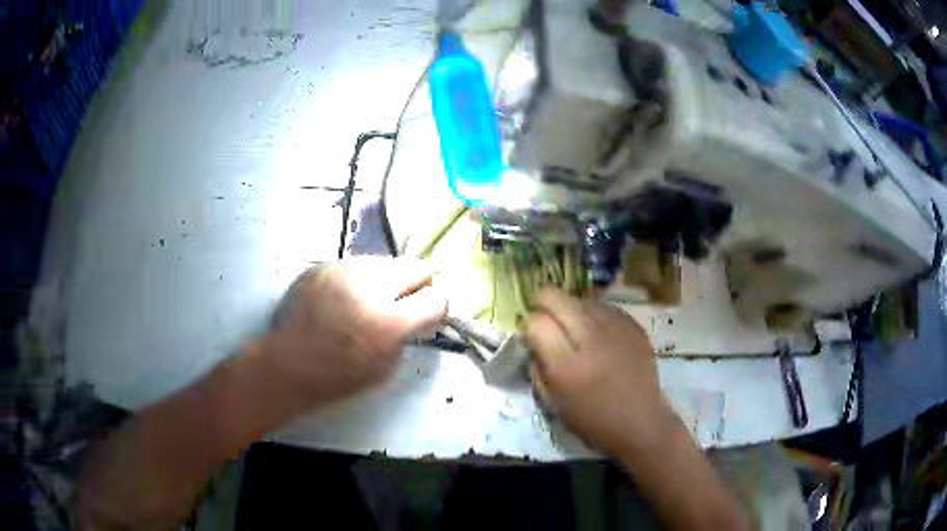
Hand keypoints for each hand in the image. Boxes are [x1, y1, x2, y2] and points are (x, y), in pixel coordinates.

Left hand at [245, 258, 446, 412]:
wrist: (287, 364)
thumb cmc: (336, 377)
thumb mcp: (384, 368)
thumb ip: (406, 336)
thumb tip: (415, 316)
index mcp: (388, 322)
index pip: (437, 299)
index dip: (436, 309)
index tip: (427, 317)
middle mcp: (369, 287)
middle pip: (416, 267)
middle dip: (416, 286)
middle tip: (403, 304)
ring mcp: (343, 270)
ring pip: (385, 262)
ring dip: (385, 281)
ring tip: (366, 302)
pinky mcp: (324, 266)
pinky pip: (356, 265)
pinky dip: (358, 281)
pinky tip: (342, 300)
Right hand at [524, 288, 675, 457]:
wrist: (640, 423)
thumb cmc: (592, 420)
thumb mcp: (552, 403)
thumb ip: (538, 369)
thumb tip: (534, 343)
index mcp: (566, 365)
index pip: (536, 322)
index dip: (529, 324)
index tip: (532, 334)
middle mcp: (590, 338)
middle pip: (557, 297)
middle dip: (543, 302)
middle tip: (545, 317)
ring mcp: (615, 328)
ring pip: (581, 299)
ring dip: (571, 309)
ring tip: (575, 329)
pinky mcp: (634, 325)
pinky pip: (605, 307)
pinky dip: (595, 315)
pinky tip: (599, 334)